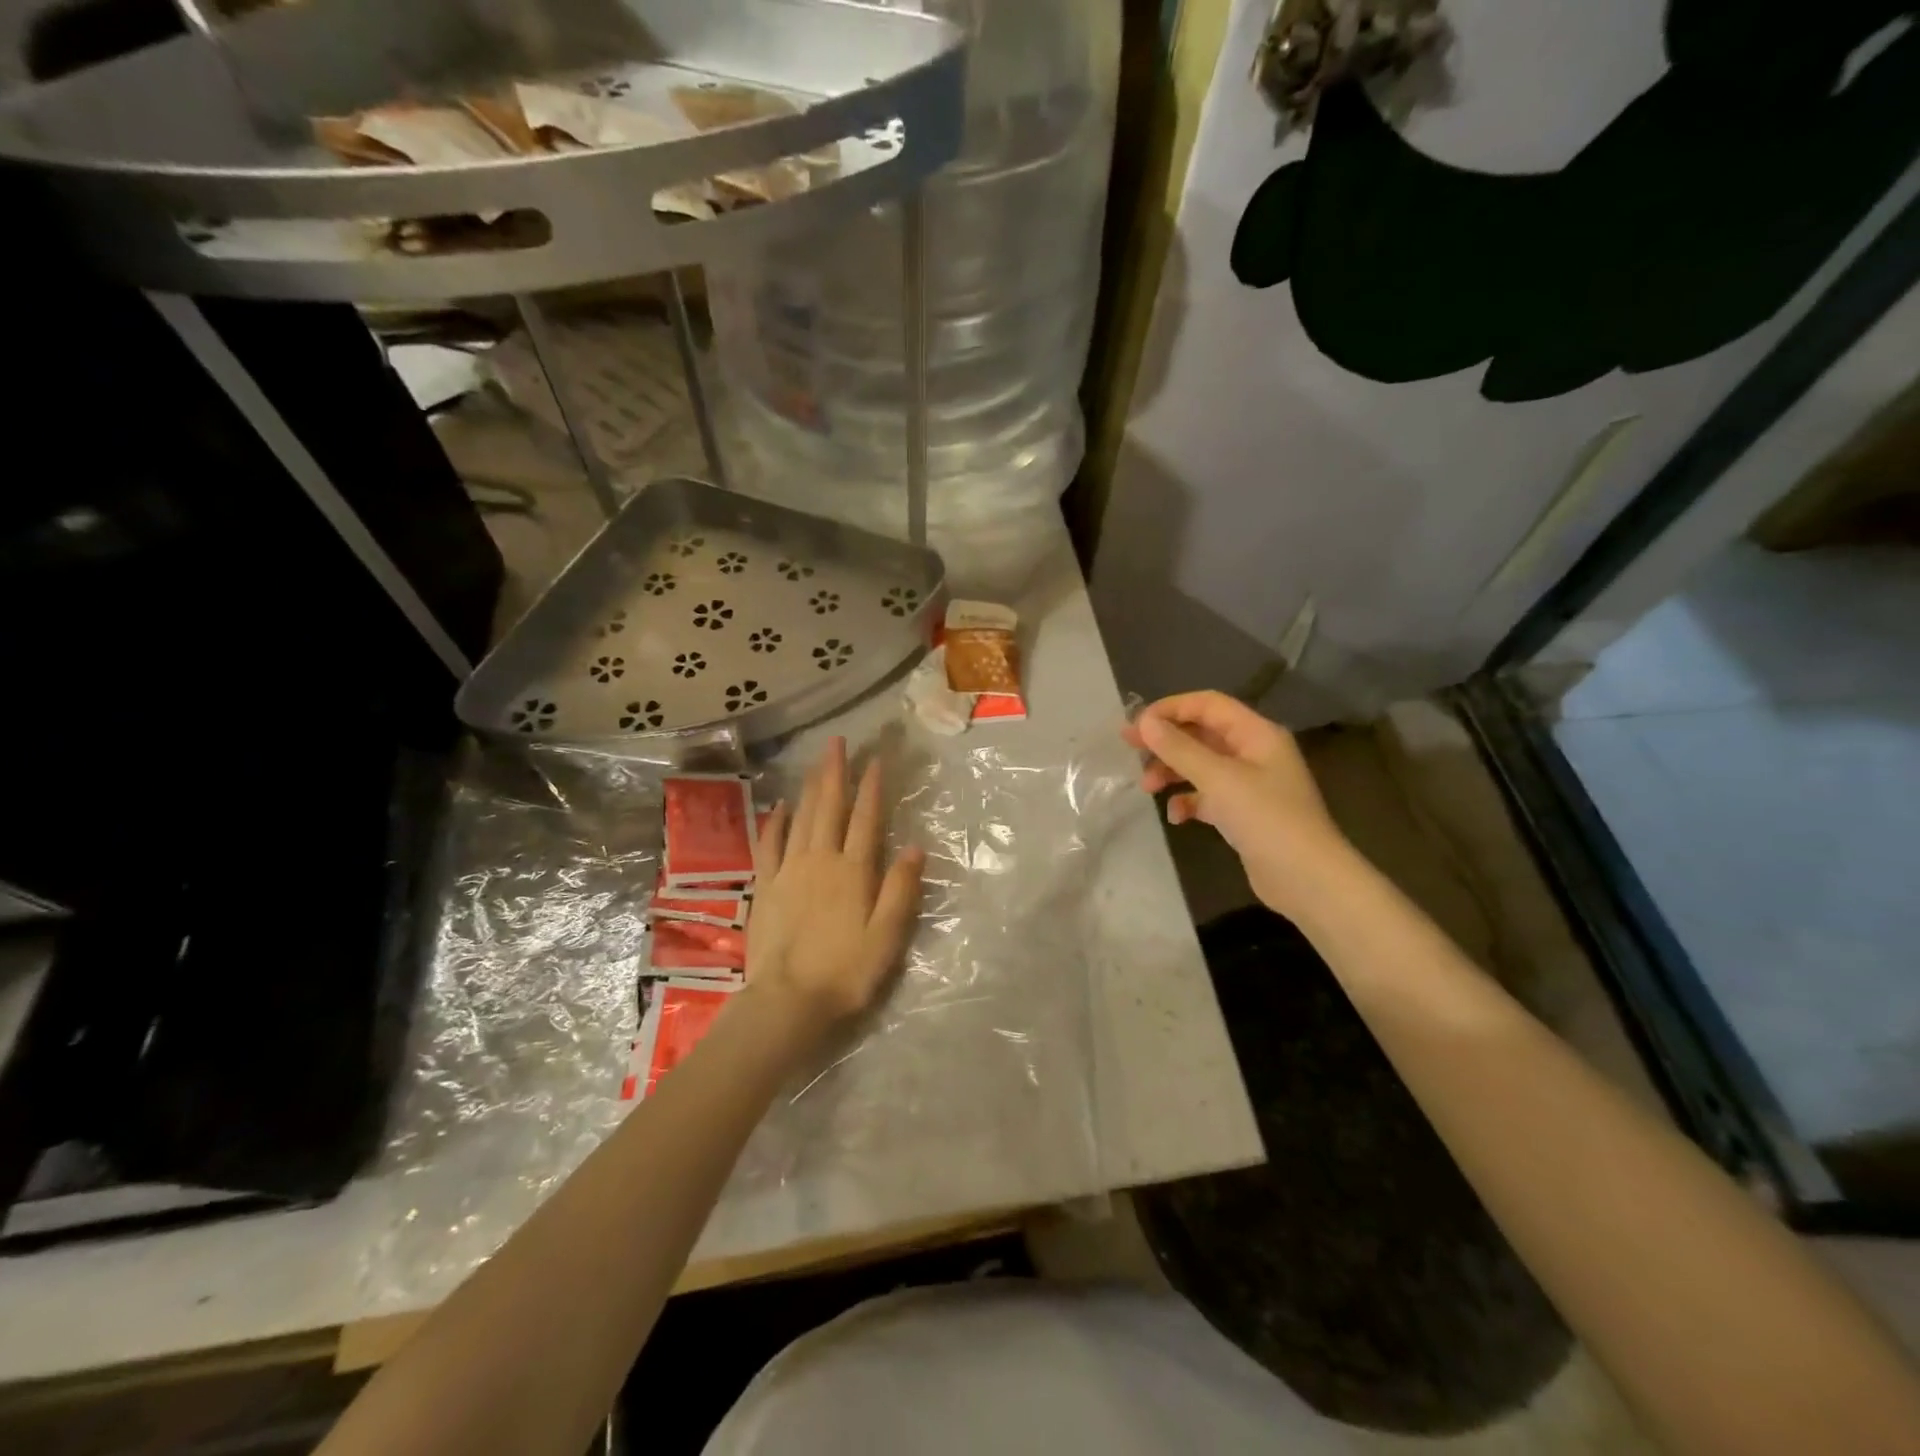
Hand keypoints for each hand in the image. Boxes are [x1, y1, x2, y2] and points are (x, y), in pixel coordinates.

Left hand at [747, 737, 924, 1026]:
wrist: (787, 1001)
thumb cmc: (845, 972)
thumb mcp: (887, 937)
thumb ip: (900, 890)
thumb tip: (914, 847)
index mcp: (853, 872)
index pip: (866, 819)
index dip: (871, 787)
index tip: (875, 758)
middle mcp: (820, 861)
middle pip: (829, 808)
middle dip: (834, 773)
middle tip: (837, 742)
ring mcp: (788, 871)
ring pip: (800, 818)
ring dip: (809, 788)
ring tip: (815, 762)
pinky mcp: (765, 887)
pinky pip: (769, 845)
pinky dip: (775, 822)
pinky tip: (779, 806)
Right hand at [1123, 691, 1352, 922]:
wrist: (1307, 879)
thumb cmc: (1266, 819)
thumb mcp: (1219, 779)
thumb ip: (1179, 748)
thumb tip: (1144, 722)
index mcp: (1256, 734)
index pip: (1208, 705)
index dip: (1171, 708)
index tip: (1136, 725)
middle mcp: (1254, 753)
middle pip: (1202, 734)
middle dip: (1166, 741)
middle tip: (1129, 749)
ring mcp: (1250, 784)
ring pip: (1201, 765)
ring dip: (1172, 772)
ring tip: (1147, 787)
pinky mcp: (1244, 813)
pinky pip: (1208, 796)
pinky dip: (1189, 801)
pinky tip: (1177, 817)